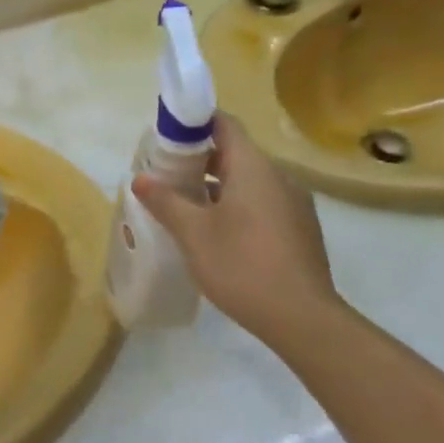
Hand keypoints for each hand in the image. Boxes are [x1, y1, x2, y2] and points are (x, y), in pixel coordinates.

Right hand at [131, 112, 340, 342]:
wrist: (303, 319)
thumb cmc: (242, 266)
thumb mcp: (193, 233)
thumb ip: (165, 201)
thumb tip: (140, 178)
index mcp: (254, 168)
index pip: (224, 124)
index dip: (194, 123)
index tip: (166, 136)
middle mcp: (279, 177)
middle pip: (235, 152)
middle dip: (199, 158)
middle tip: (166, 174)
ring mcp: (294, 204)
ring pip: (249, 180)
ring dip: (217, 184)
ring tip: (185, 204)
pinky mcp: (300, 229)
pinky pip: (262, 202)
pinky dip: (237, 204)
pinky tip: (217, 231)